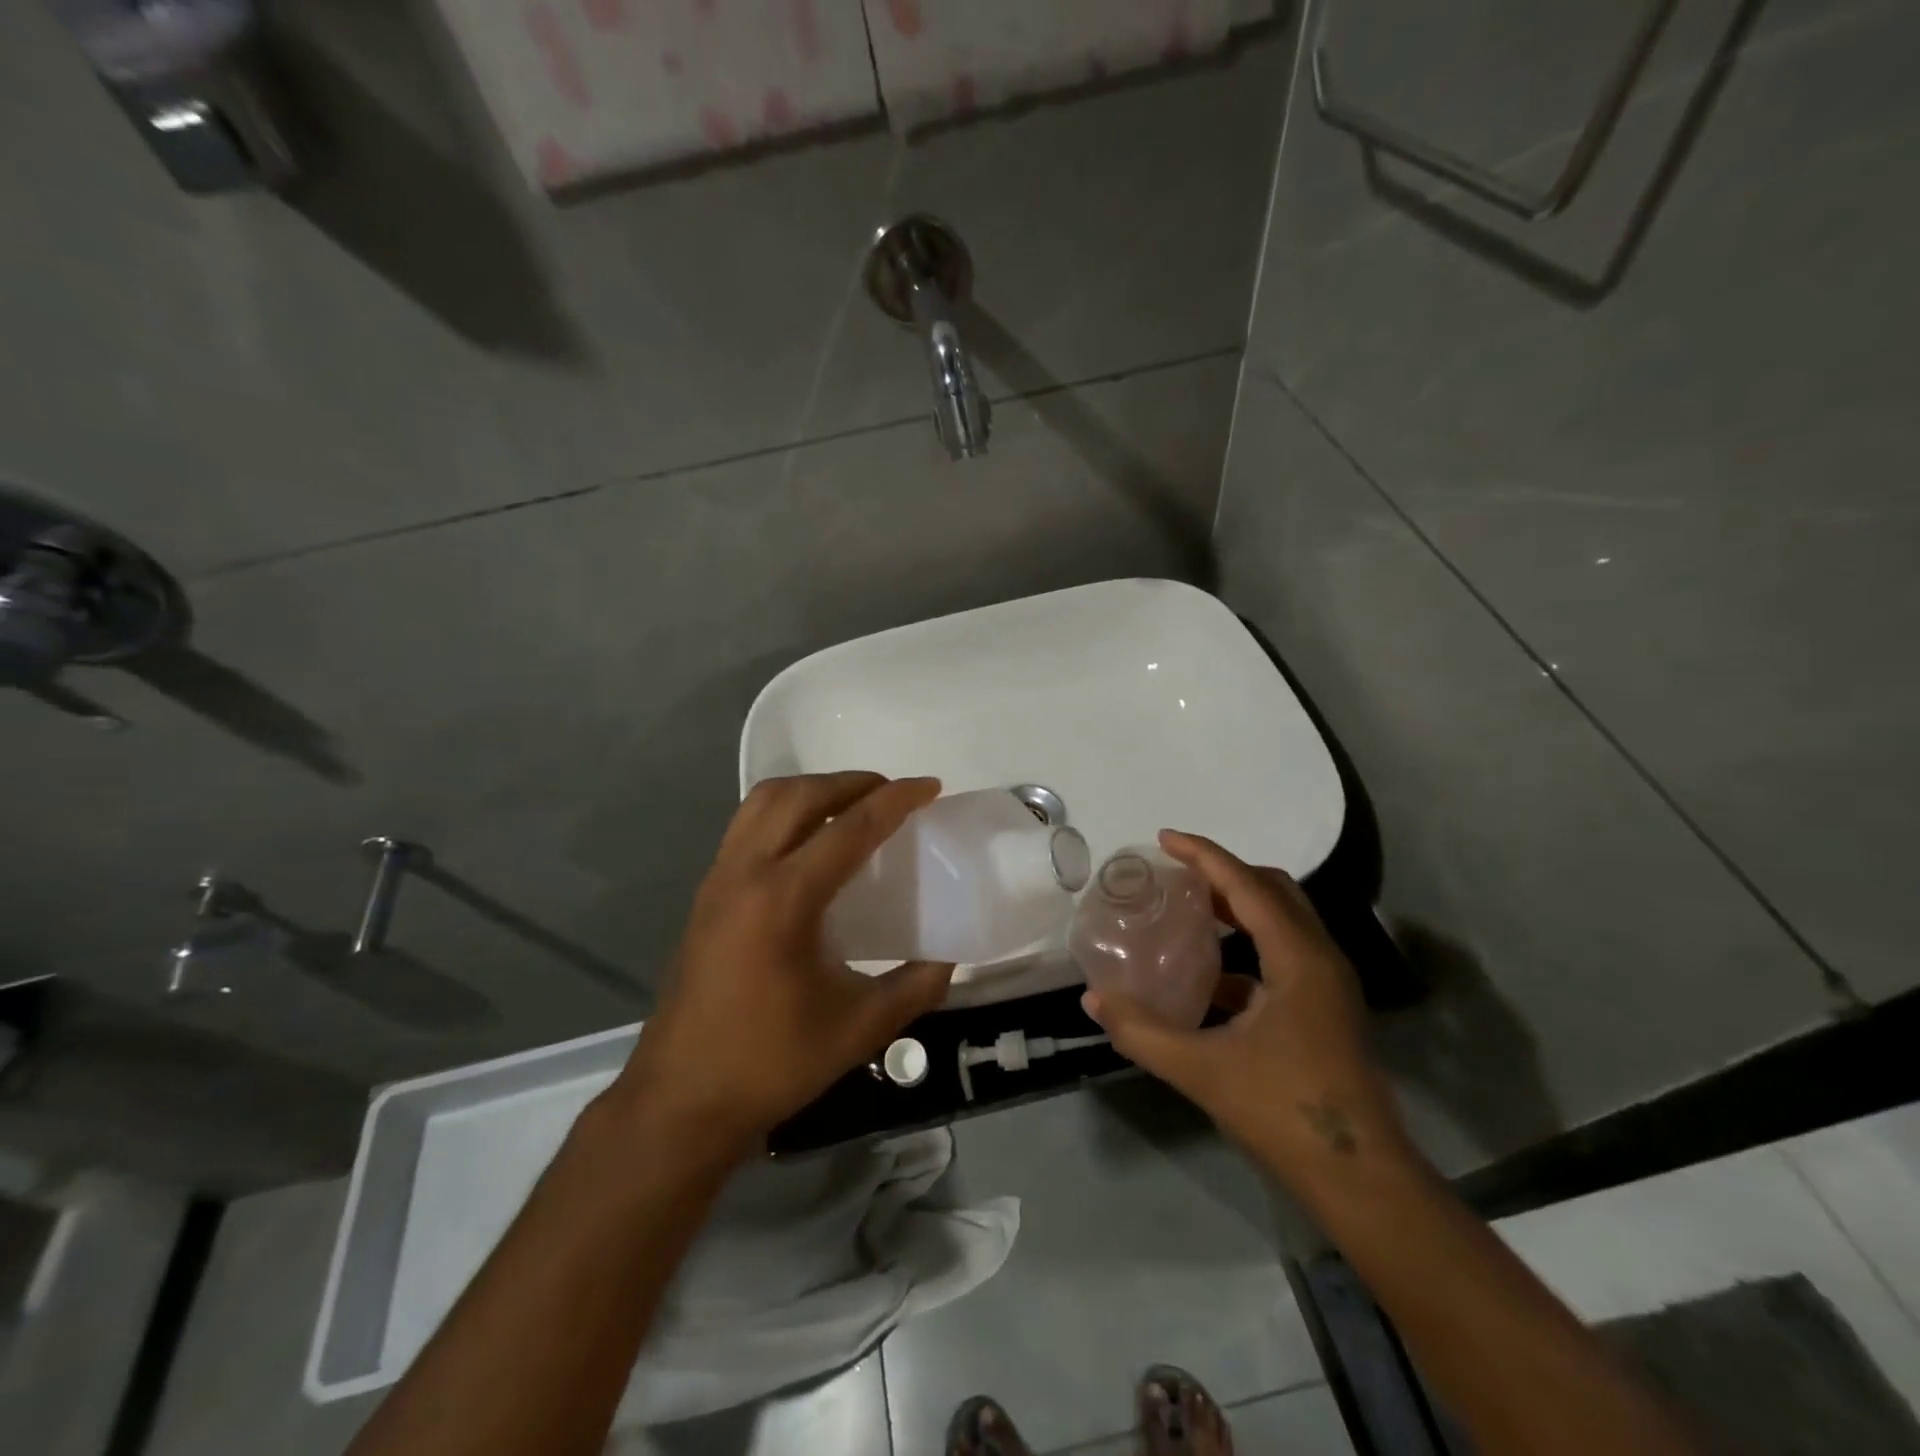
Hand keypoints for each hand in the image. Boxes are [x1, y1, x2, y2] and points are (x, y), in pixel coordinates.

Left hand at [608, 772, 955, 1156]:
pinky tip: (808, 844)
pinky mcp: (706, 893)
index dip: (895, 800)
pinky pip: (747, 825)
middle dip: (851, 782)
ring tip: (851, 807)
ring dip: (813, 790)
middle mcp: (745, 873)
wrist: (680, 1098)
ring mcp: (718, 879)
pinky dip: (785, 811)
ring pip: (764, 801)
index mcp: (784, 900)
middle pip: (800, 795)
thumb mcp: (859, 1030)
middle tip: (892, 794)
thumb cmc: (770, 1063)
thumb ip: (914, 988)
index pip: (850, 827)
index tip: (930, 786)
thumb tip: (948, 958)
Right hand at [1081, 830, 1414, 1185]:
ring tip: (1190, 909)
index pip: (1247, 885)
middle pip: (1272, 891)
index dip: (1204, 855)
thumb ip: (1142, 1032)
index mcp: (1298, 958)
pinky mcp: (1325, 1010)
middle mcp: (1319, 959)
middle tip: (1176, 873)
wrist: (1361, 1180)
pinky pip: (1284, 954)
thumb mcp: (1201, 1070)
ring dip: (1238, 906)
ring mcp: (1328, 985)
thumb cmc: (1284, 1112)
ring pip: (1283, 921)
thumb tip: (1092, 1000)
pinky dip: (1247, 947)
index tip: (1165, 838)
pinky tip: (1212, 976)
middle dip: (1223, 873)